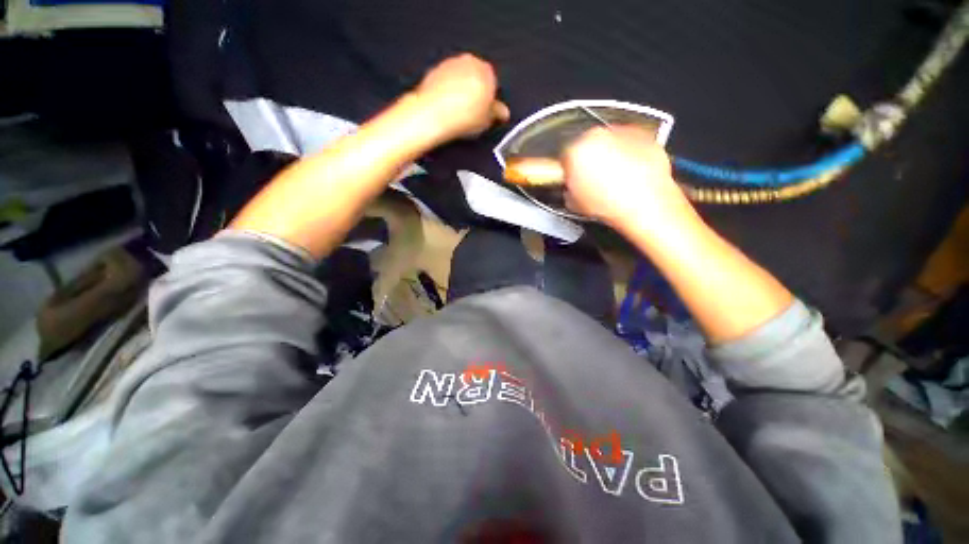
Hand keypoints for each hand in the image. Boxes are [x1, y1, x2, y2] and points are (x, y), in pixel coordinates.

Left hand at [412, 53, 509, 142]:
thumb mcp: (486, 120)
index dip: (490, 100)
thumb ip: (496, 113)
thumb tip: (501, 112)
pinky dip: (448, 90)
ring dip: (462, 90)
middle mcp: (470, 62)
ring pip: (461, 77)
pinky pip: (446, 80)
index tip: (486, 111)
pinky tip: (447, 106)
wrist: (434, 114)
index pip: (493, 84)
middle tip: (474, 111)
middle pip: (477, 77)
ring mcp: (451, 63)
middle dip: (476, 91)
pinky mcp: (436, 69)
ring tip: (459, 111)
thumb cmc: (461, 116)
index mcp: (487, 72)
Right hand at [562, 126, 696, 234]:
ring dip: (609, 155)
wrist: (645, 204)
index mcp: (575, 150)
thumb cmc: (609, 205)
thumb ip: (569, 190)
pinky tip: (630, 173)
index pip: (565, 156)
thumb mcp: (574, 204)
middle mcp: (597, 135)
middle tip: (593, 180)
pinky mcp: (643, 136)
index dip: (568, 170)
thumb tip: (572, 189)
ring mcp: (622, 133)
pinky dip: (629, 154)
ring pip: (609, 142)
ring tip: (614, 179)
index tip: (573, 180)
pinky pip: (630, 143)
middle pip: (586, 144)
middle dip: (589, 160)